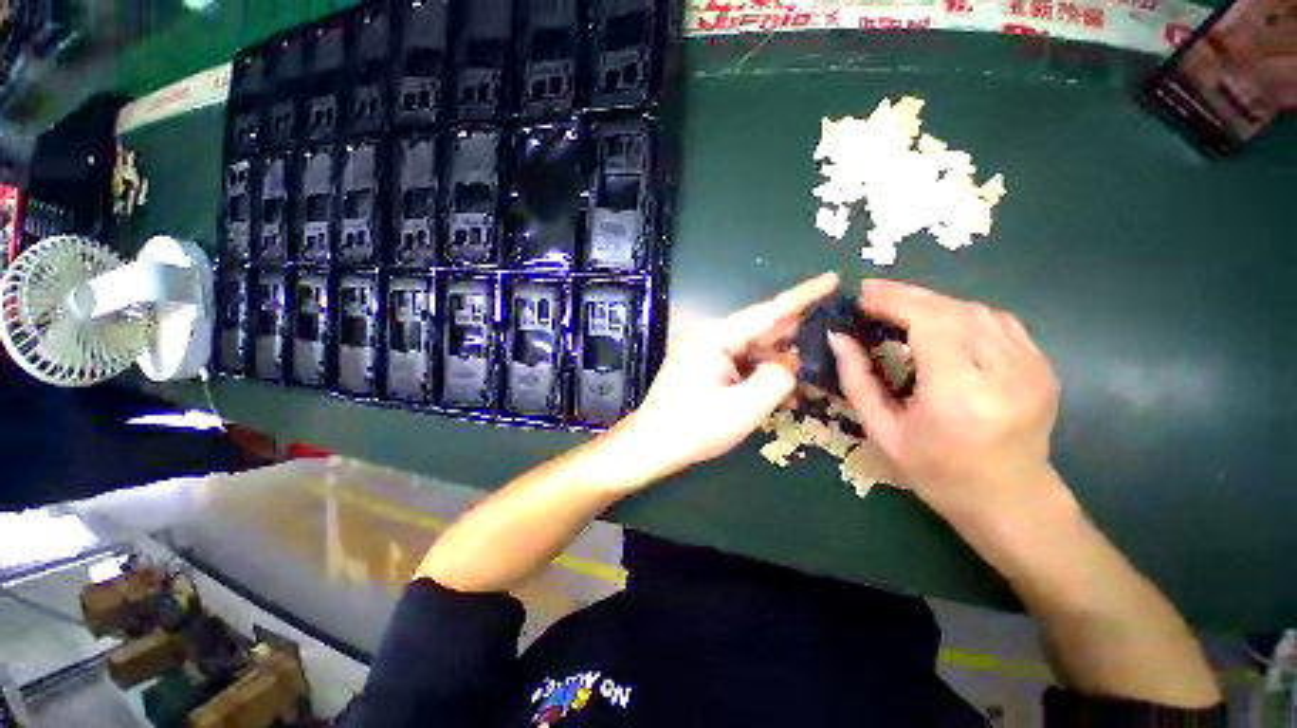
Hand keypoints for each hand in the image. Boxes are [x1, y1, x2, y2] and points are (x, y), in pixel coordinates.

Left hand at [621, 272, 839, 476]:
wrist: (651, 445)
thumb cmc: (694, 428)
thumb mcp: (744, 408)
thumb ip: (777, 379)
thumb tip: (791, 363)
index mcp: (715, 336)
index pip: (767, 312)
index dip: (802, 296)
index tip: (832, 279)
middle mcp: (709, 336)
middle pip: (761, 328)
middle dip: (795, 331)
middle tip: (833, 329)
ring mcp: (704, 350)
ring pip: (752, 348)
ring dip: (779, 359)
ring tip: (813, 366)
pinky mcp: (704, 365)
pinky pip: (740, 362)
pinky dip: (761, 372)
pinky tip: (782, 385)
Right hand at [828, 279, 1060, 525]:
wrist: (1011, 502)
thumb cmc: (937, 473)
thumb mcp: (883, 432)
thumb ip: (857, 381)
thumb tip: (838, 338)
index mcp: (960, 396)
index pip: (930, 324)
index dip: (894, 302)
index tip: (862, 295)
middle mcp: (1004, 374)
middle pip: (954, 311)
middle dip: (908, 296)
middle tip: (872, 293)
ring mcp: (1032, 367)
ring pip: (977, 311)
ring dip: (933, 302)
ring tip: (899, 306)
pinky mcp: (1042, 366)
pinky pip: (998, 322)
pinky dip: (962, 313)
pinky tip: (939, 320)